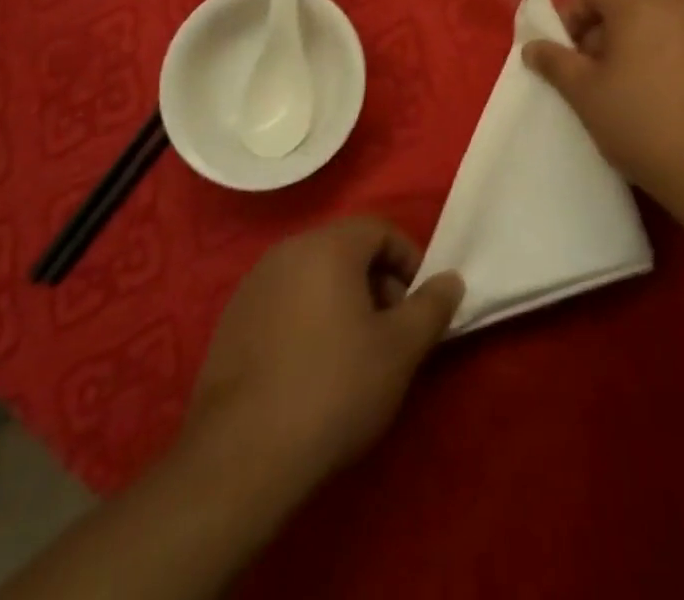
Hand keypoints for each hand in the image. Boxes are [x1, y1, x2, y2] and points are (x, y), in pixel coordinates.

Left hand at [183, 217, 463, 500]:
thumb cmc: (334, 388)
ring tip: (354, 354)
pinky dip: (307, 319)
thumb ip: (431, 306)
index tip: (419, 306)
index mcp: (328, 245)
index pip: (379, 229)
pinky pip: (284, 301)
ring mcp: (254, 283)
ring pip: (313, 276)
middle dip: (377, 282)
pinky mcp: (232, 319)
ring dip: (342, 301)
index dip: (409, 261)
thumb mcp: (400, 350)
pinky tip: (311, 369)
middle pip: (345, 249)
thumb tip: (451, 278)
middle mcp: (288, 250)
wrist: (242, 453)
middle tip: (391, 333)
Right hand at [523, 0, 683, 221]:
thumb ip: (555, 63)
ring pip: (662, 26)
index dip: (574, 17)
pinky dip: (669, 64)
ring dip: (637, 49)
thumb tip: (532, 46)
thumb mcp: (586, 95)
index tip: (566, 56)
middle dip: (604, 34)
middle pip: (631, 4)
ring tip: (627, 95)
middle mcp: (682, 4)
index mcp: (643, 1)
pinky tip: (667, 106)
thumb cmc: (645, 124)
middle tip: (591, 77)